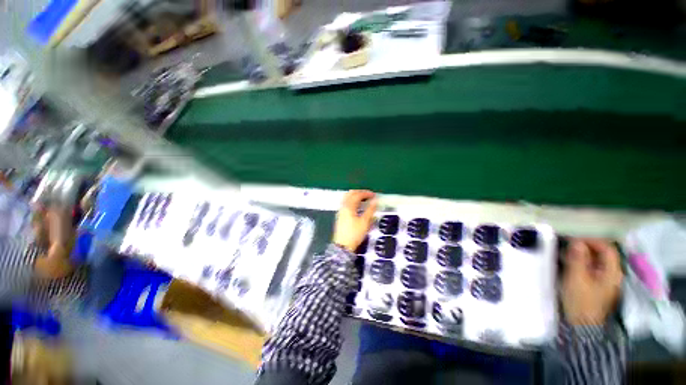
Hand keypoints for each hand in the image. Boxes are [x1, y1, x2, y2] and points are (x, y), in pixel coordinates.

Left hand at [333, 190, 377, 252]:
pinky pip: (346, 203)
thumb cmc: (355, 234)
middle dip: (360, 192)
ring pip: (347, 198)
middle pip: (350, 194)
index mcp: (349, 206)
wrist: (343, 246)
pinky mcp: (340, 215)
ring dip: (355, 196)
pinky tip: (357, 207)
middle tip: (369, 195)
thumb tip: (375, 201)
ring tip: (364, 200)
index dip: (366, 193)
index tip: (374, 195)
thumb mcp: (365, 222)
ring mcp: (340, 211)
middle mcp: (343, 206)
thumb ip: (370, 210)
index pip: (357, 195)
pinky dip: (352, 201)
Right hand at [561, 239, 623, 325]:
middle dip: (585, 247)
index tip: (573, 238)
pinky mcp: (597, 286)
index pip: (606, 248)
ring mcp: (606, 281)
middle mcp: (612, 274)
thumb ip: (577, 259)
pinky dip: (581, 263)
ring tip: (565, 253)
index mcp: (612, 272)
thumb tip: (576, 241)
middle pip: (602, 254)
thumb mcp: (576, 278)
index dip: (591, 240)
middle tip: (567, 245)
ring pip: (596, 261)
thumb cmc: (581, 301)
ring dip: (582, 255)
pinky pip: (592, 268)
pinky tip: (570, 264)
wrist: (582, 326)